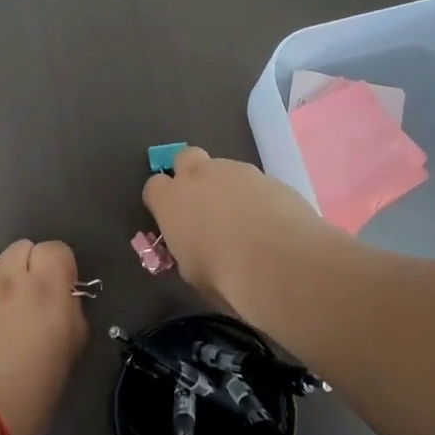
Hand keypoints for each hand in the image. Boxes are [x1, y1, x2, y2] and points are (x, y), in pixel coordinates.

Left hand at [0, 240, 89, 434]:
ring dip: (7, 277)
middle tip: (36, 296)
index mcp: (49, 292)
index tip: (63, 290)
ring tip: (11, 308)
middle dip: (31, 264)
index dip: (61, 266)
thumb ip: (69, 321)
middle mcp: (15, 283)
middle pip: (23, 247)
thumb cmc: (30, 396)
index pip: (57, 250)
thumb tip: (65, 307)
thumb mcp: (67, 358)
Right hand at [141, 146, 342, 317]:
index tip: (173, 219)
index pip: (153, 187)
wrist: (281, 261)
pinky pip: (254, 182)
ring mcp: (236, 171)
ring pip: (224, 169)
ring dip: (227, 187)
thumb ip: (187, 251)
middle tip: (203, 204)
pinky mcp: (268, 176)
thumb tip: (195, 250)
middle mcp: (199, 176)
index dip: (163, 201)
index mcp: (171, 200)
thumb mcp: (192, 273)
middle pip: (185, 158)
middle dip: (190, 175)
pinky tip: (269, 223)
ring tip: (244, 220)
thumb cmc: (224, 276)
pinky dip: (256, 197)